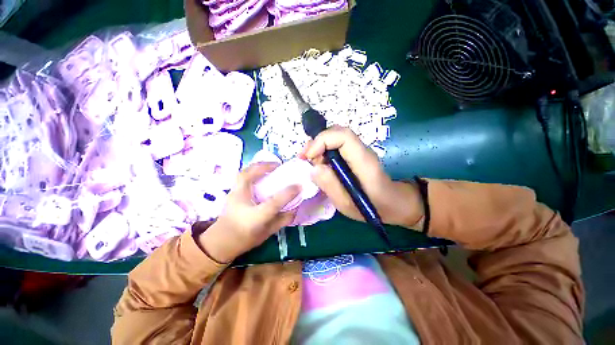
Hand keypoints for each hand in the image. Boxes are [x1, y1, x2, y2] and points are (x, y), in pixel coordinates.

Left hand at [197, 162, 300, 262]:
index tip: (299, 185)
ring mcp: (233, 194)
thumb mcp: (268, 232)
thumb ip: (283, 220)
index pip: (273, 202)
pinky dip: (252, 170)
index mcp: (254, 217)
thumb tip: (295, 208)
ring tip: (270, 166)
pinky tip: (260, 173)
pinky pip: (241, 176)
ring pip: (243, 173)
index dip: (288, 193)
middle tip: (279, 165)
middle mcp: (241, 202)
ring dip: (257, 166)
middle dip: (265, 166)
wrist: (220, 243)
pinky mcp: (231, 192)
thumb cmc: (245, 238)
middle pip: (248, 177)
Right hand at [300, 126, 422, 229]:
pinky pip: (336, 146)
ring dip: (319, 147)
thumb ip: (330, 186)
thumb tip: (313, 168)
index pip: (343, 136)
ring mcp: (359, 151)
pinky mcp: (355, 154)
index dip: (322, 141)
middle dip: (317, 143)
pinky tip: (320, 165)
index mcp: (363, 161)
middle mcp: (362, 150)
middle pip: (337, 132)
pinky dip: (324, 151)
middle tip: (305, 160)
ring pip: (335, 137)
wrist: (394, 203)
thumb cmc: (373, 207)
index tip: (309, 157)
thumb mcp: (348, 204)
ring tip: (311, 164)